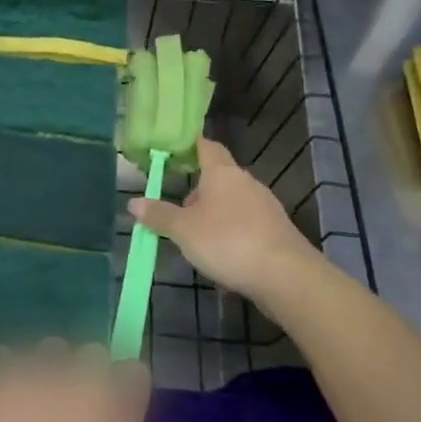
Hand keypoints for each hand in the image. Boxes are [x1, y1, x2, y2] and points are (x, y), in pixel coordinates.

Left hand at [0, 345, 186, 421]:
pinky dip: (5, 372)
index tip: (113, 412)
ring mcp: (29, 378)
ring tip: (31, 406)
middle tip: (69, 413)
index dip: (125, 390)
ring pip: (48, 350)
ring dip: (46, 370)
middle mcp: (75, 386)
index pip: (134, 372)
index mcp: (112, 419)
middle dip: (86, 376)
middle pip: (92, 354)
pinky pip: (4, 355)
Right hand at [129, 138, 322, 299]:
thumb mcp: (184, 230)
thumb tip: (134, 202)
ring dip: (213, 215)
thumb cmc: (228, 241)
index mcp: (223, 173)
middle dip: (196, 191)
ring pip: (231, 202)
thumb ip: (159, 215)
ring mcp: (265, 206)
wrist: (286, 275)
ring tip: (194, 238)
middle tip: (175, 210)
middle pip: (218, 177)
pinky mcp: (275, 230)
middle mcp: (246, 182)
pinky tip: (221, 255)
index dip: (189, 146)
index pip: (206, 146)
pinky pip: (245, 224)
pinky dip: (230, 233)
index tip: (172, 152)